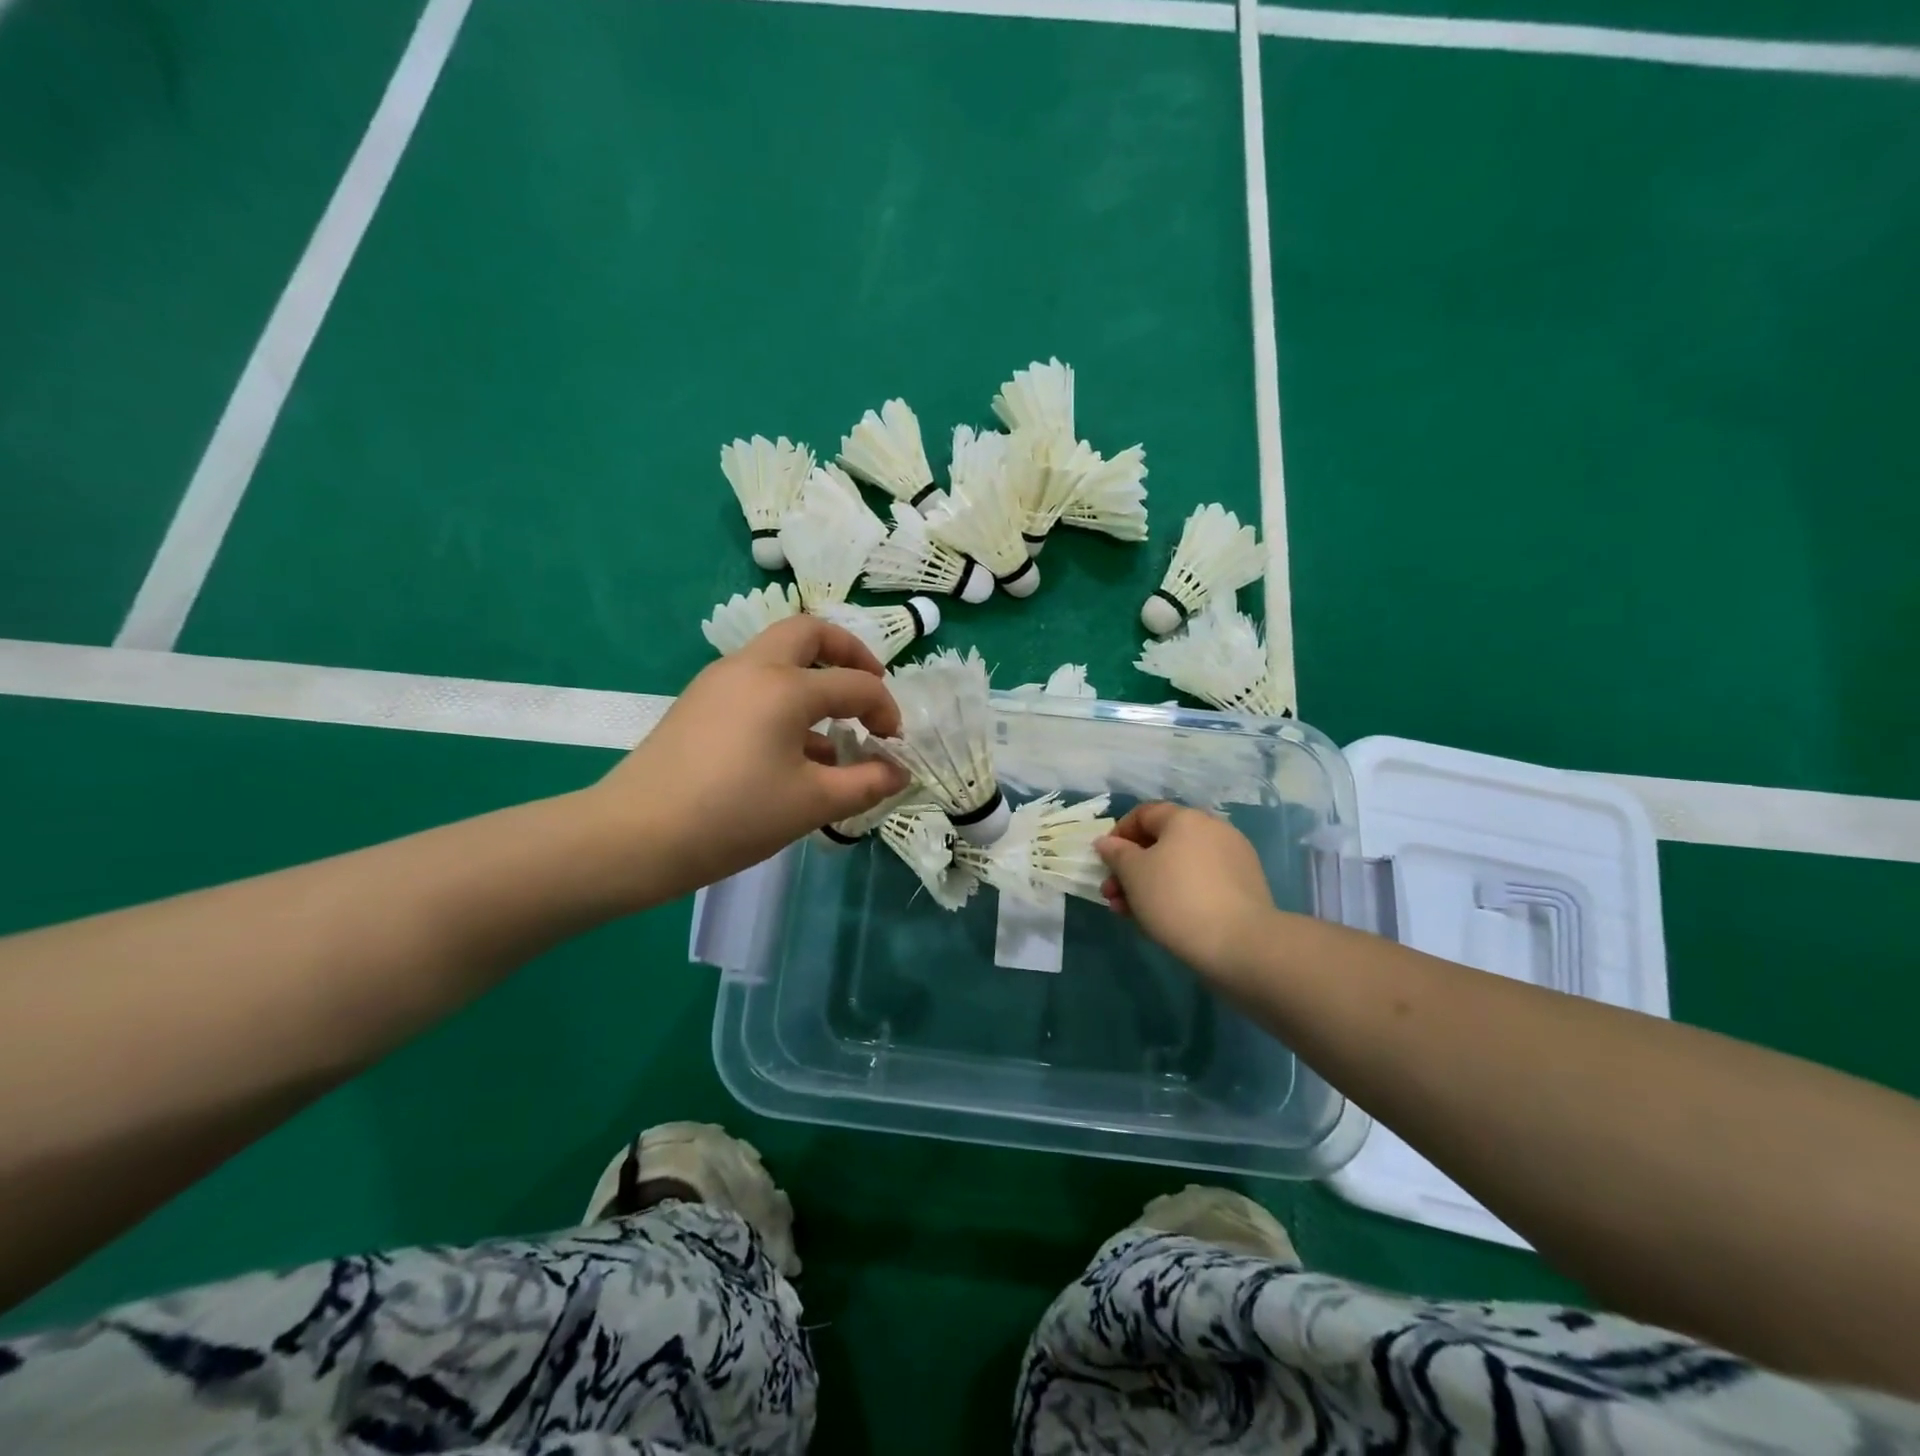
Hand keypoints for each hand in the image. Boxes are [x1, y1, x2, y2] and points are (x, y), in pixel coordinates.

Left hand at [591, 617, 907, 899]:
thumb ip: (866, 783)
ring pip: (778, 654)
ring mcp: (719, 681)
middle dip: (848, 652)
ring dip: (813, 675)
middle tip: (868, 686)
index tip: (894, 745)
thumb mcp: (812, 803)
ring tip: (833, 728)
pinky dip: (784, 696)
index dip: (885, 710)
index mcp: (786, 686)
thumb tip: (899, 773)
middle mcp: (753, 667)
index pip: (856, 684)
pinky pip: (754, 681)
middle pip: (809, 632)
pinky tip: (790, 747)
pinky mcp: (698, 702)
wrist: (635, 836)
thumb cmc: (734, 815)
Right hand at [1096, 803, 1276, 981]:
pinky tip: (1161, 920)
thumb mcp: (1133, 874)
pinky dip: (1177, 895)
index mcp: (1186, 818)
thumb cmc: (1176, 899)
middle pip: (1161, 843)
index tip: (1104, 862)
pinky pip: (1199, 883)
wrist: (1241, 944)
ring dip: (1149, 885)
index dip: (1118, 834)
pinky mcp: (1243, 887)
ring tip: (1130, 914)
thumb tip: (1107, 842)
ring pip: (1178, 866)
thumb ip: (1116, 853)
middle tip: (1112, 895)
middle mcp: (1212, 830)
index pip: (1143, 814)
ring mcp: (1232, 859)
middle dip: (1130, 868)